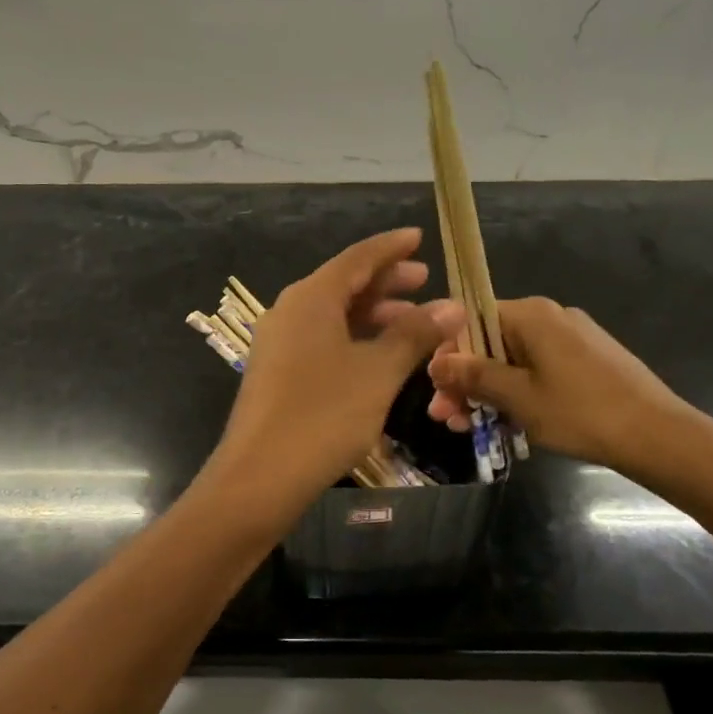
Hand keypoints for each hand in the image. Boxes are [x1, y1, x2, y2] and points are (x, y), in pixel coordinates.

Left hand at [208, 228, 464, 510]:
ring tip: (413, 320)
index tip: (418, 237)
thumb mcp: (377, 372)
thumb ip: (414, 335)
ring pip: (333, 314)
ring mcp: (280, 343)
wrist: (260, 477)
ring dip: (373, 314)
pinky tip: (379, 355)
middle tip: (425, 280)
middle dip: (386, 282)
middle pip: (343, 284)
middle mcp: (290, 311)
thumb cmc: (323, 415)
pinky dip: (354, 338)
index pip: (357, 258)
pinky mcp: (277, 372)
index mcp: (310, 298)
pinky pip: (322, 339)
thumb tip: (453, 306)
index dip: (391, 248)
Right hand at [427, 297, 697, 477]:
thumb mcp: (518, 397)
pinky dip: (516, 392)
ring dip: (487, 392)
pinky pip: (536, 370)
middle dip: (464, 380)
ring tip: (470, 428)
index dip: (447, 354)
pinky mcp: (586, 360)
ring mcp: (570, 338)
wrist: (660, 436)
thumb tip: (436, 363)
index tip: (435, 389)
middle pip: (489, 342)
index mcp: (531, 315)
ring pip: (512, 360)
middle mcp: (549, 317)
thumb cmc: (581, 412)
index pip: (470, 320)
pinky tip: (506, 423)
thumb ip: (473, 376)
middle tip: (446, 418)